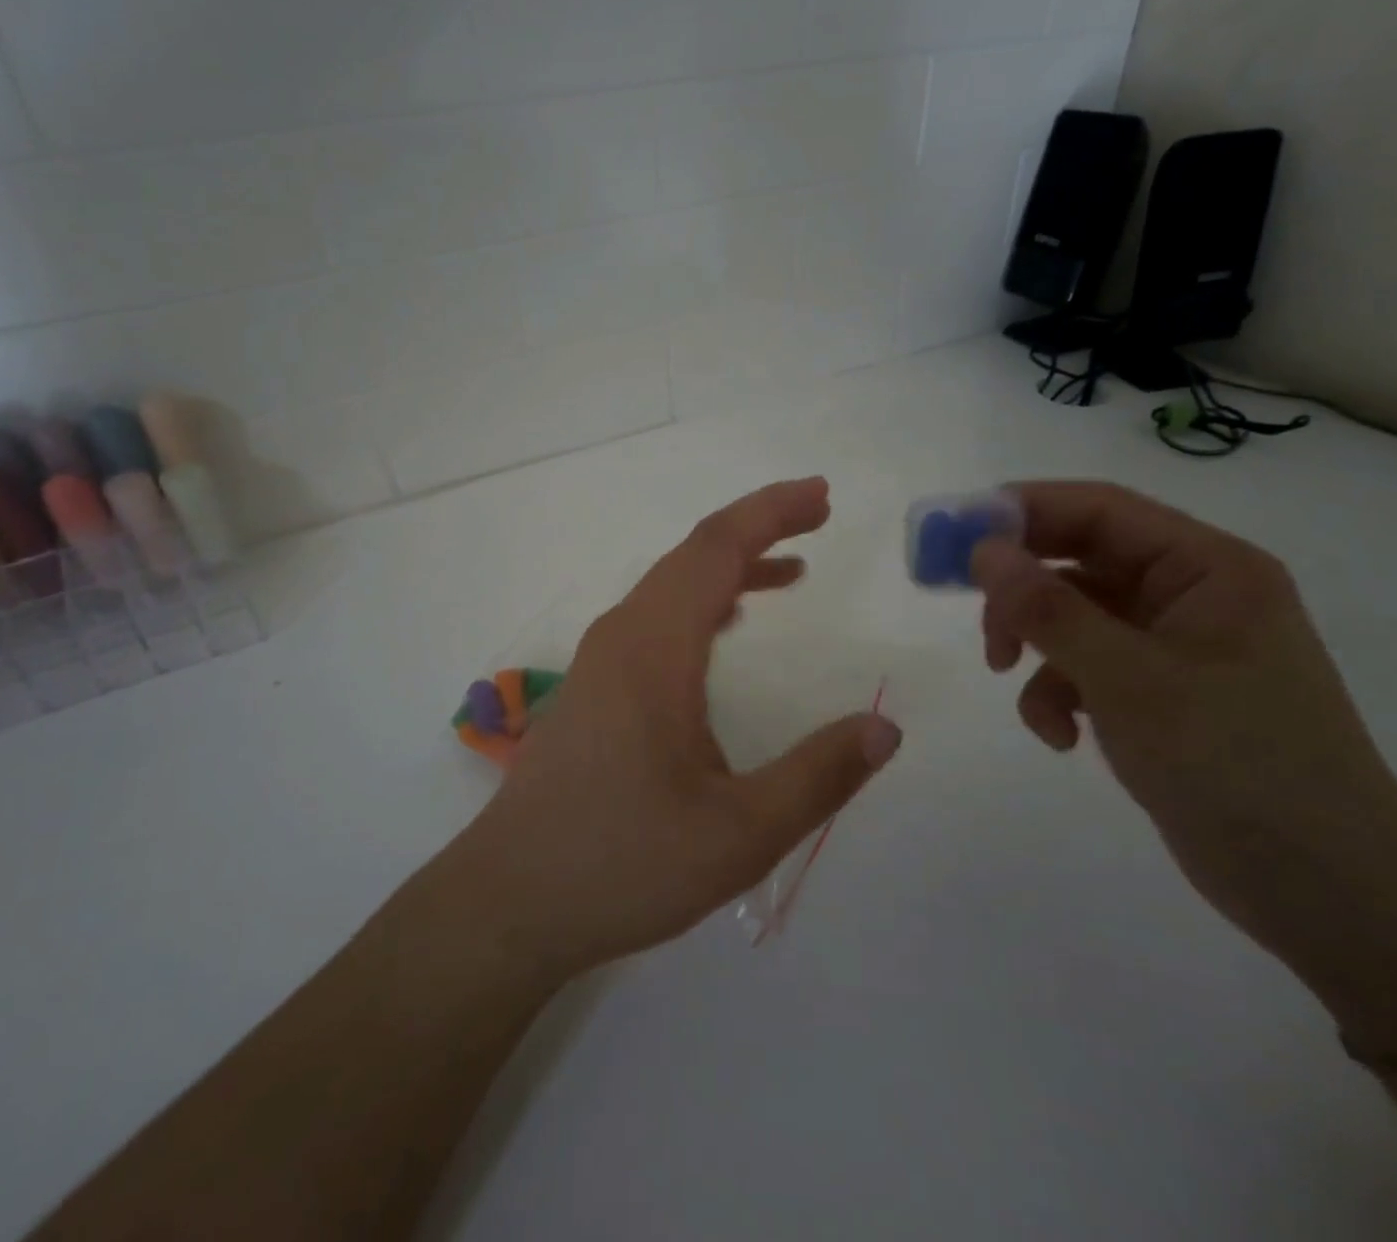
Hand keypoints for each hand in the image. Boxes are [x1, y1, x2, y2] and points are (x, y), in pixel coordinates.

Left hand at [445, 478, 901, 980]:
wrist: (511, 900)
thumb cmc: (622, 864)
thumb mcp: (739, 834)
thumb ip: (817, 777)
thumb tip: (885, 728)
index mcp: (654, 649)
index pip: (715, 550)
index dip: (769, 512)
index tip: (820, 495)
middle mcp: (621, 637)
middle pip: (692, 556)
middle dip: (757, 529)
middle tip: (817, 518)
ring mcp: (599, 660)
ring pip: (670, 588)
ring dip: (729, 568)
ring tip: (789, 572)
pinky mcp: (593, 687)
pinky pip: (654, 619)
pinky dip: (700, 604)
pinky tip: (725, 628)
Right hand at [973, 481, 1396, 1055]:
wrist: (1330, 897)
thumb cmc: (1240, 768)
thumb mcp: (1131, 681)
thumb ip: (1050, 610)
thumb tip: (981, 550)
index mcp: (1207, 568)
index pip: (1099, 509)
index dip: (1020, 511)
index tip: (952, 536)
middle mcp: (1190, 594)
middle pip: (1077, 558)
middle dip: (1019, 587)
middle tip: (967, 608)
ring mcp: (1173, 645)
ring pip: (1071, 614)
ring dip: (1033, 643)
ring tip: (1010, 680)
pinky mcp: (1156, 693)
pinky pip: (1082, 666)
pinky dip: (1055, 692)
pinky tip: (1061, 736)